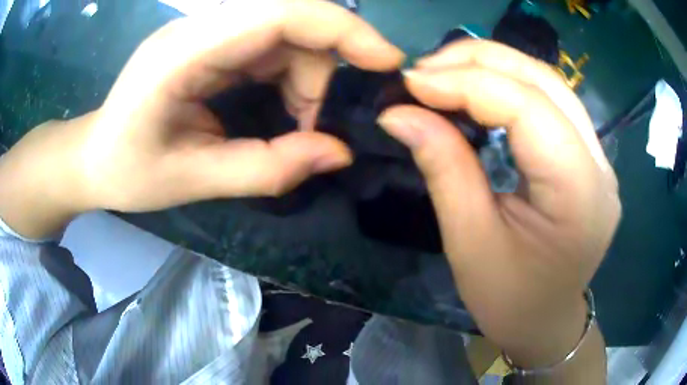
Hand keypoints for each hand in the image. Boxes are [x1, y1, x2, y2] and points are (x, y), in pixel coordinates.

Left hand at [0, 0, 402, 236]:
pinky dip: (290, 75)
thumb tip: (339, 154)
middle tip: (312, 125)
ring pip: (287, 33)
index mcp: (185, 52)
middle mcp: (199, 28)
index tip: (387, 61)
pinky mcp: (211, 42)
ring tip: (293, 125)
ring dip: (306, 77)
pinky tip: (280, 108)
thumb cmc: (127, 170)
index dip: (343, 29)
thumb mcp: (191, 180)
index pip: (281, 12)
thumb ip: (266, 167)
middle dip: (321, 69)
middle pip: (291, 20)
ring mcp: (206, 32)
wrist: (93, 157)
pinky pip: (271, 44)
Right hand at [378, 40, 619, 368]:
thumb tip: (398, 113)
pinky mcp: (589, 155)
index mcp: (579, 194)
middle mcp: (600, 164)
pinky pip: (550, 101)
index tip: (411, 83)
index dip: (466, 84)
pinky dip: (509, 84)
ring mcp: (599, 156)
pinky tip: (478, 88)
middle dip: (478, 61)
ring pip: (548, 82)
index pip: (527, 108)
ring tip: (445, 72)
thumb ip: (443, 167)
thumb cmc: (509, 300)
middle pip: (543, 80)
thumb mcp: (470, 243)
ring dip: (493, 66)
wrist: (544, 321)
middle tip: (424, 70)